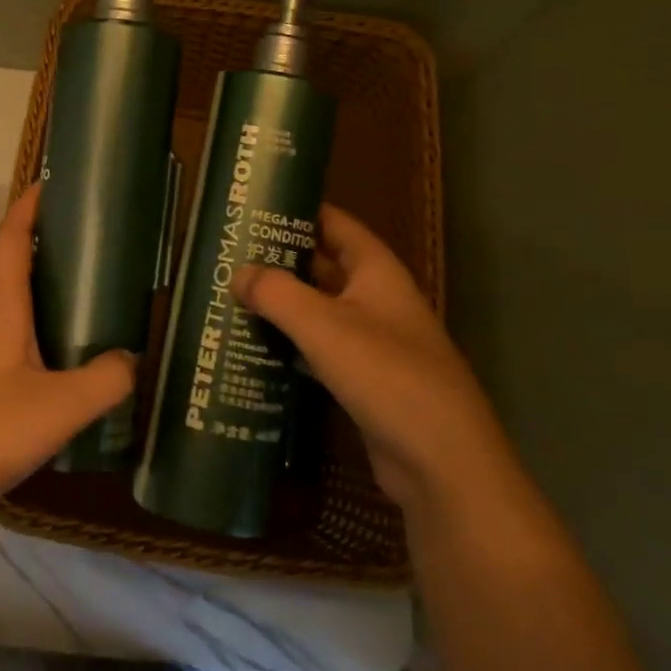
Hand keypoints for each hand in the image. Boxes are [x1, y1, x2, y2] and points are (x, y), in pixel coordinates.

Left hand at [0, 183, 133, 533]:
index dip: (33, 202)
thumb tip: (134, 359)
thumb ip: (105, 380)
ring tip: (91, 288)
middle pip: (11, 259)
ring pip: (8, 297)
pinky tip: (60, 350)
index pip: (13, 233)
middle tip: (99, 237)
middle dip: (48, 240)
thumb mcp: (57, 408)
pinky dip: (34, 321)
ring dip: (42, 283)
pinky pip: (5, 330)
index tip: (63, 180)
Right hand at [234, 205, 509, 508]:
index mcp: (377, 273)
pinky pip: (320, 349)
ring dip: (282, 304)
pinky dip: (290, 343)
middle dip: (280, 259)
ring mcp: (373, 342)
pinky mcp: (364, 380)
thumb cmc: (386, 375)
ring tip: (231, 295)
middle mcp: (377, 300)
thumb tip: (238, 272)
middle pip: (323, 267)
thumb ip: (277, 293)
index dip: (299, 211)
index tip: (254, 207)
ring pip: (319, 310)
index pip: (336, 224)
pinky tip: (254, 346)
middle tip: (228, 254)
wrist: (441, 463)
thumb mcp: (324, 326)